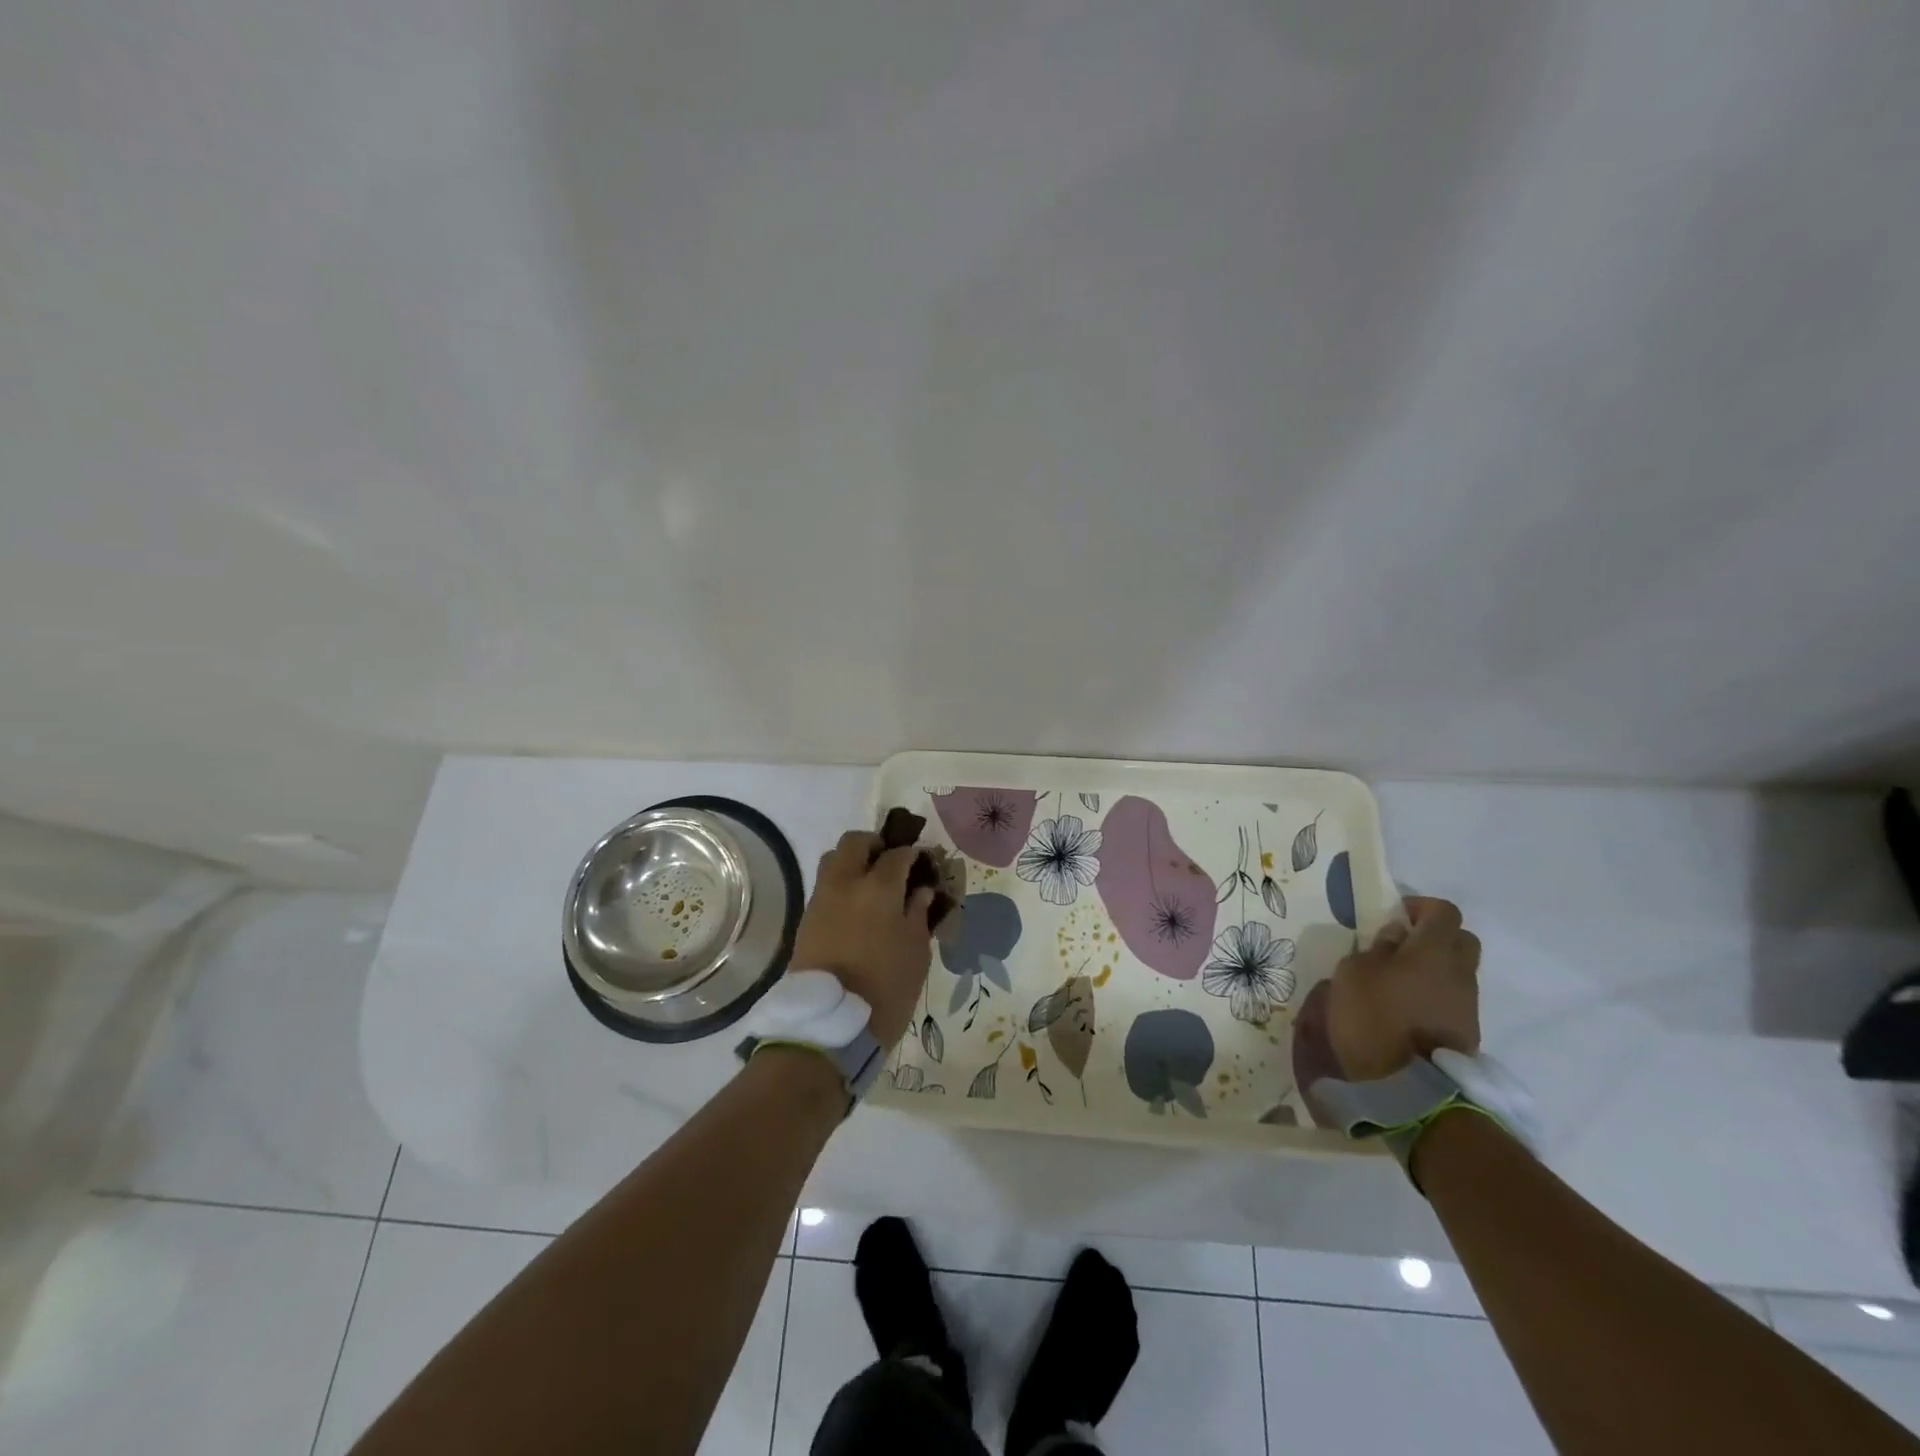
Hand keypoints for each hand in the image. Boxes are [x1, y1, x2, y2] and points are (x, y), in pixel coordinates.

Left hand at [790, 830, 936, 1046]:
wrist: (830, 1026)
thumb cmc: (886, 989)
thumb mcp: (916, 953)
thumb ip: (918, 914)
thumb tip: (920, 891)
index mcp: (879, 888)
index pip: (897, 854)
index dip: (912, 854)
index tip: (922, 863)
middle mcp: (846, 883)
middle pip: (855, 842)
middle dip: (875, 845)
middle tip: (891, 863)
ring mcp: (821, 899)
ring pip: (833, 859)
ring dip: (853, 861)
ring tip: (871, 884)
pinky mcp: (806, 918)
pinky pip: (825, 886)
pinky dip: (841, 885)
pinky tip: (857, 908)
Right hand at [1326, 896, 1480, 1081]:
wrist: (1411, 1088)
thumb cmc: (1374, 1017)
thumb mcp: (1353, 972)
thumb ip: (1376, 949)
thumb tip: (1395, 938)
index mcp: (1433, 950)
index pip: (1443, 911)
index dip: (1419, 906)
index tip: (1393, 917)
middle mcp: (1460, 972)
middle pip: (1460, 939)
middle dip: (1434, 936)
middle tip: (1399, 946)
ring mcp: (1468, 1004)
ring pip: (1457, 971)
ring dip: (1432, 969)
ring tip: (1396, 982)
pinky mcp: (1466, 1032)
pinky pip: (1452, 999)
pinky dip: (1433, 995)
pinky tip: (1405, 1008)